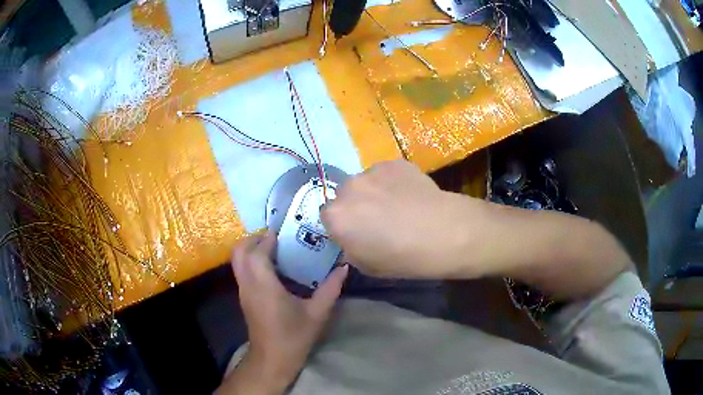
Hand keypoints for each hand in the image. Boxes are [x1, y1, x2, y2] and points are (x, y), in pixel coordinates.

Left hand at [224, 233, 347, 393]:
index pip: (257, 253)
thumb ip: (330, 288)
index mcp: (264, 285)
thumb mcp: (317, 313)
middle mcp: (248, 284)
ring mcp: (243, 291)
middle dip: (254, 239)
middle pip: (239, 251)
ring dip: (251, 249)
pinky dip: (251, 261)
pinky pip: (242, 271)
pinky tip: (272, 269)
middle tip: (276, 238)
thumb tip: (343, 268)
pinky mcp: (244, 298)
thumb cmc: (294, 336)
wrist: (272, 359)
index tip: (283, 232)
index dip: (267, 239)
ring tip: (275, 249)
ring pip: (237, 261)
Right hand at [322, 160, 487, 278]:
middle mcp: (348, 188)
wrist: (444, 232)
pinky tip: (411, 195)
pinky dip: (393, 183)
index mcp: (336, 216)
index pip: (327, 216)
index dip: (342, 225)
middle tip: (377, 218)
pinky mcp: (394, 162)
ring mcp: (372, 171)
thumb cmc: (403, 257)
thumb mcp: (367, 266)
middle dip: (355, 206)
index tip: (357, 233)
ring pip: (366, 182)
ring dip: (374, 192)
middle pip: (344, 195)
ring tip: (398, 205)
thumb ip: (350, 248)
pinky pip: (386, 173)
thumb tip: (352, 237)